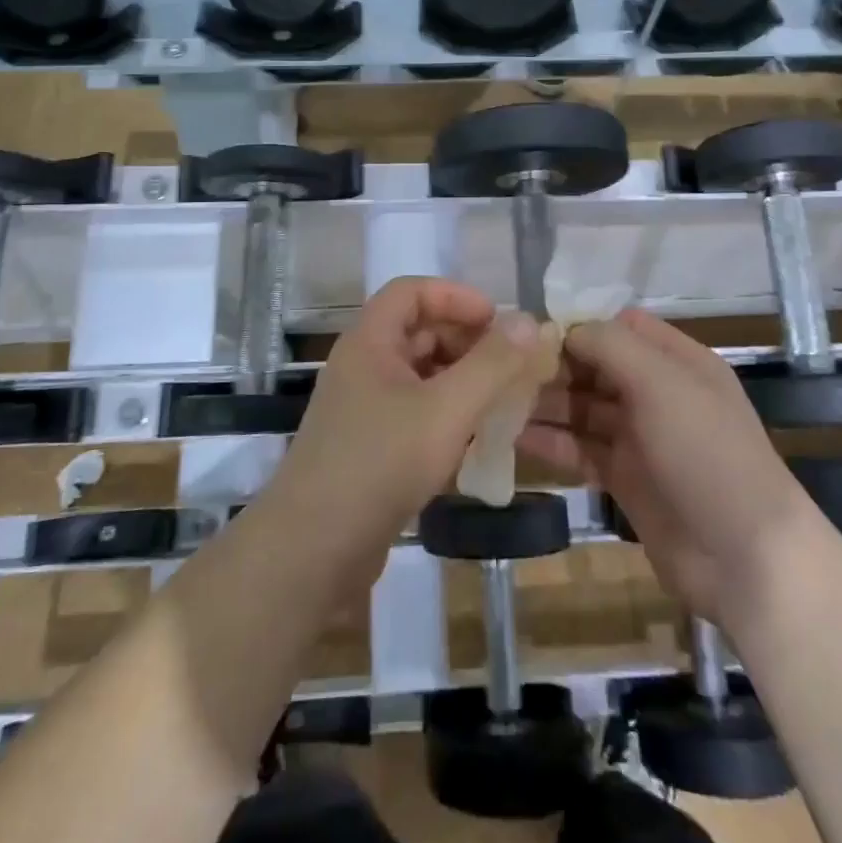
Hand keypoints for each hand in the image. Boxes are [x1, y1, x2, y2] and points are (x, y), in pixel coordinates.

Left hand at [269, 278, 556, 573]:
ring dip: (460, 381)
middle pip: (417, 332)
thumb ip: (491, 364)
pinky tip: (475, 442)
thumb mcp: (446, 410)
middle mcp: (362, 366)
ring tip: (501, 403)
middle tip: (509, 366)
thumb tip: (528, 321)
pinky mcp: (367, 447)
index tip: (498, 321)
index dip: (455, 296)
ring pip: (419, 376)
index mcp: (370, 342)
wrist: (313, 551)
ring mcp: (362, 408)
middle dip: (466, 342)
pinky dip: (446, 415)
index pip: (411, 291)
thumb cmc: (380, 464)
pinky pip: (413, 413)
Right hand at [518, 311, 806, 625]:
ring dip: (545, 403)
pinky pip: (581, 449)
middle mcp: (658, 393)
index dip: (578, 325)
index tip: (530, 332)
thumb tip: (566, 329)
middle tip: (500, 370)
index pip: (620, 327)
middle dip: (553, 366)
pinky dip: (551, 441)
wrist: (745, 558)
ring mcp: (641, 438)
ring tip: (496, 401)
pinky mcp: (625, 478)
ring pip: (583, 408)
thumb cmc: (705, 452)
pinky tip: (513, 437)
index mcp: (676, 362)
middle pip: (596, 367)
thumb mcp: (662, 383)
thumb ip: (610, 346)